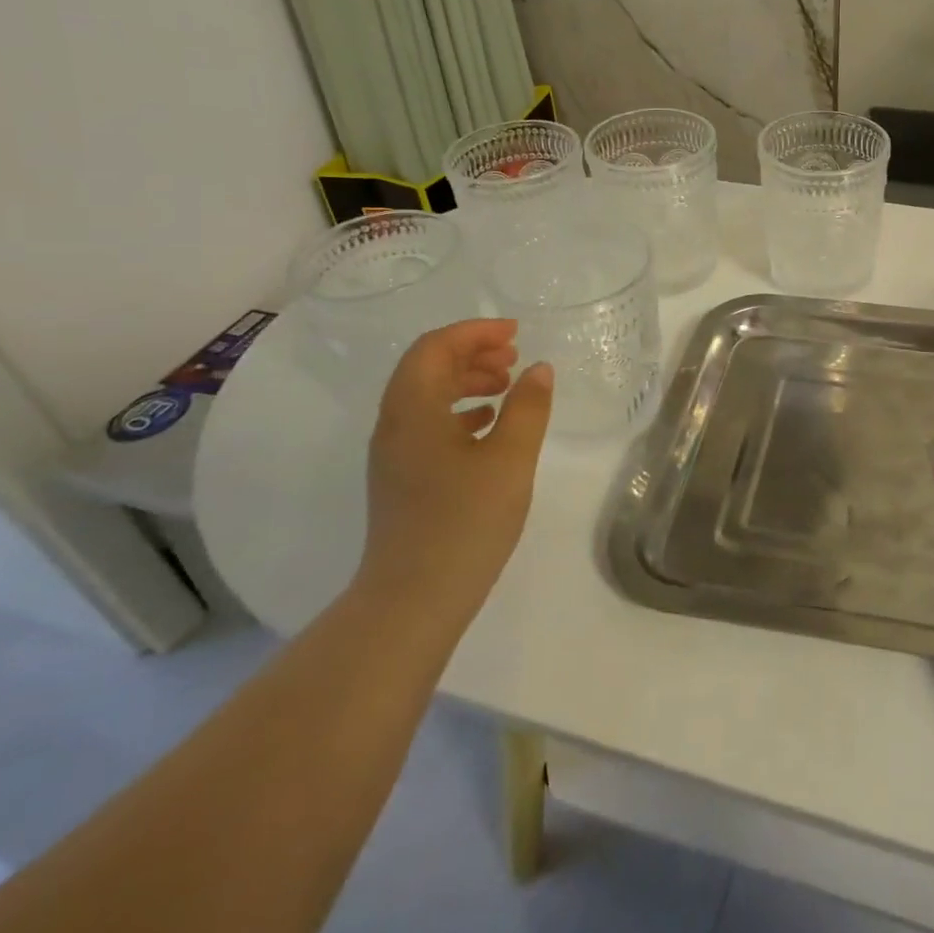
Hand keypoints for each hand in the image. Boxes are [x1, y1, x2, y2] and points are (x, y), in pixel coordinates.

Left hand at [360, 320, 552, 632]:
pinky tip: (489, 424)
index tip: (516, 333)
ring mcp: (394, 454)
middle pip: (427, 367)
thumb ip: (528, 408)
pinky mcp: (402, 479)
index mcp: (413, 409)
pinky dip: (459, 411)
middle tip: (515, 357)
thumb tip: (539, 370)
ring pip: (427, 396)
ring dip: (466, 380)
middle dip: (471, 352)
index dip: (475, 332)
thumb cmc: (464, 522)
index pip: (435, 348)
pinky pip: (428, 425)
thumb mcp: (510, 459)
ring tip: (508, 385)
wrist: (413, 600)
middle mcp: (394, 424)